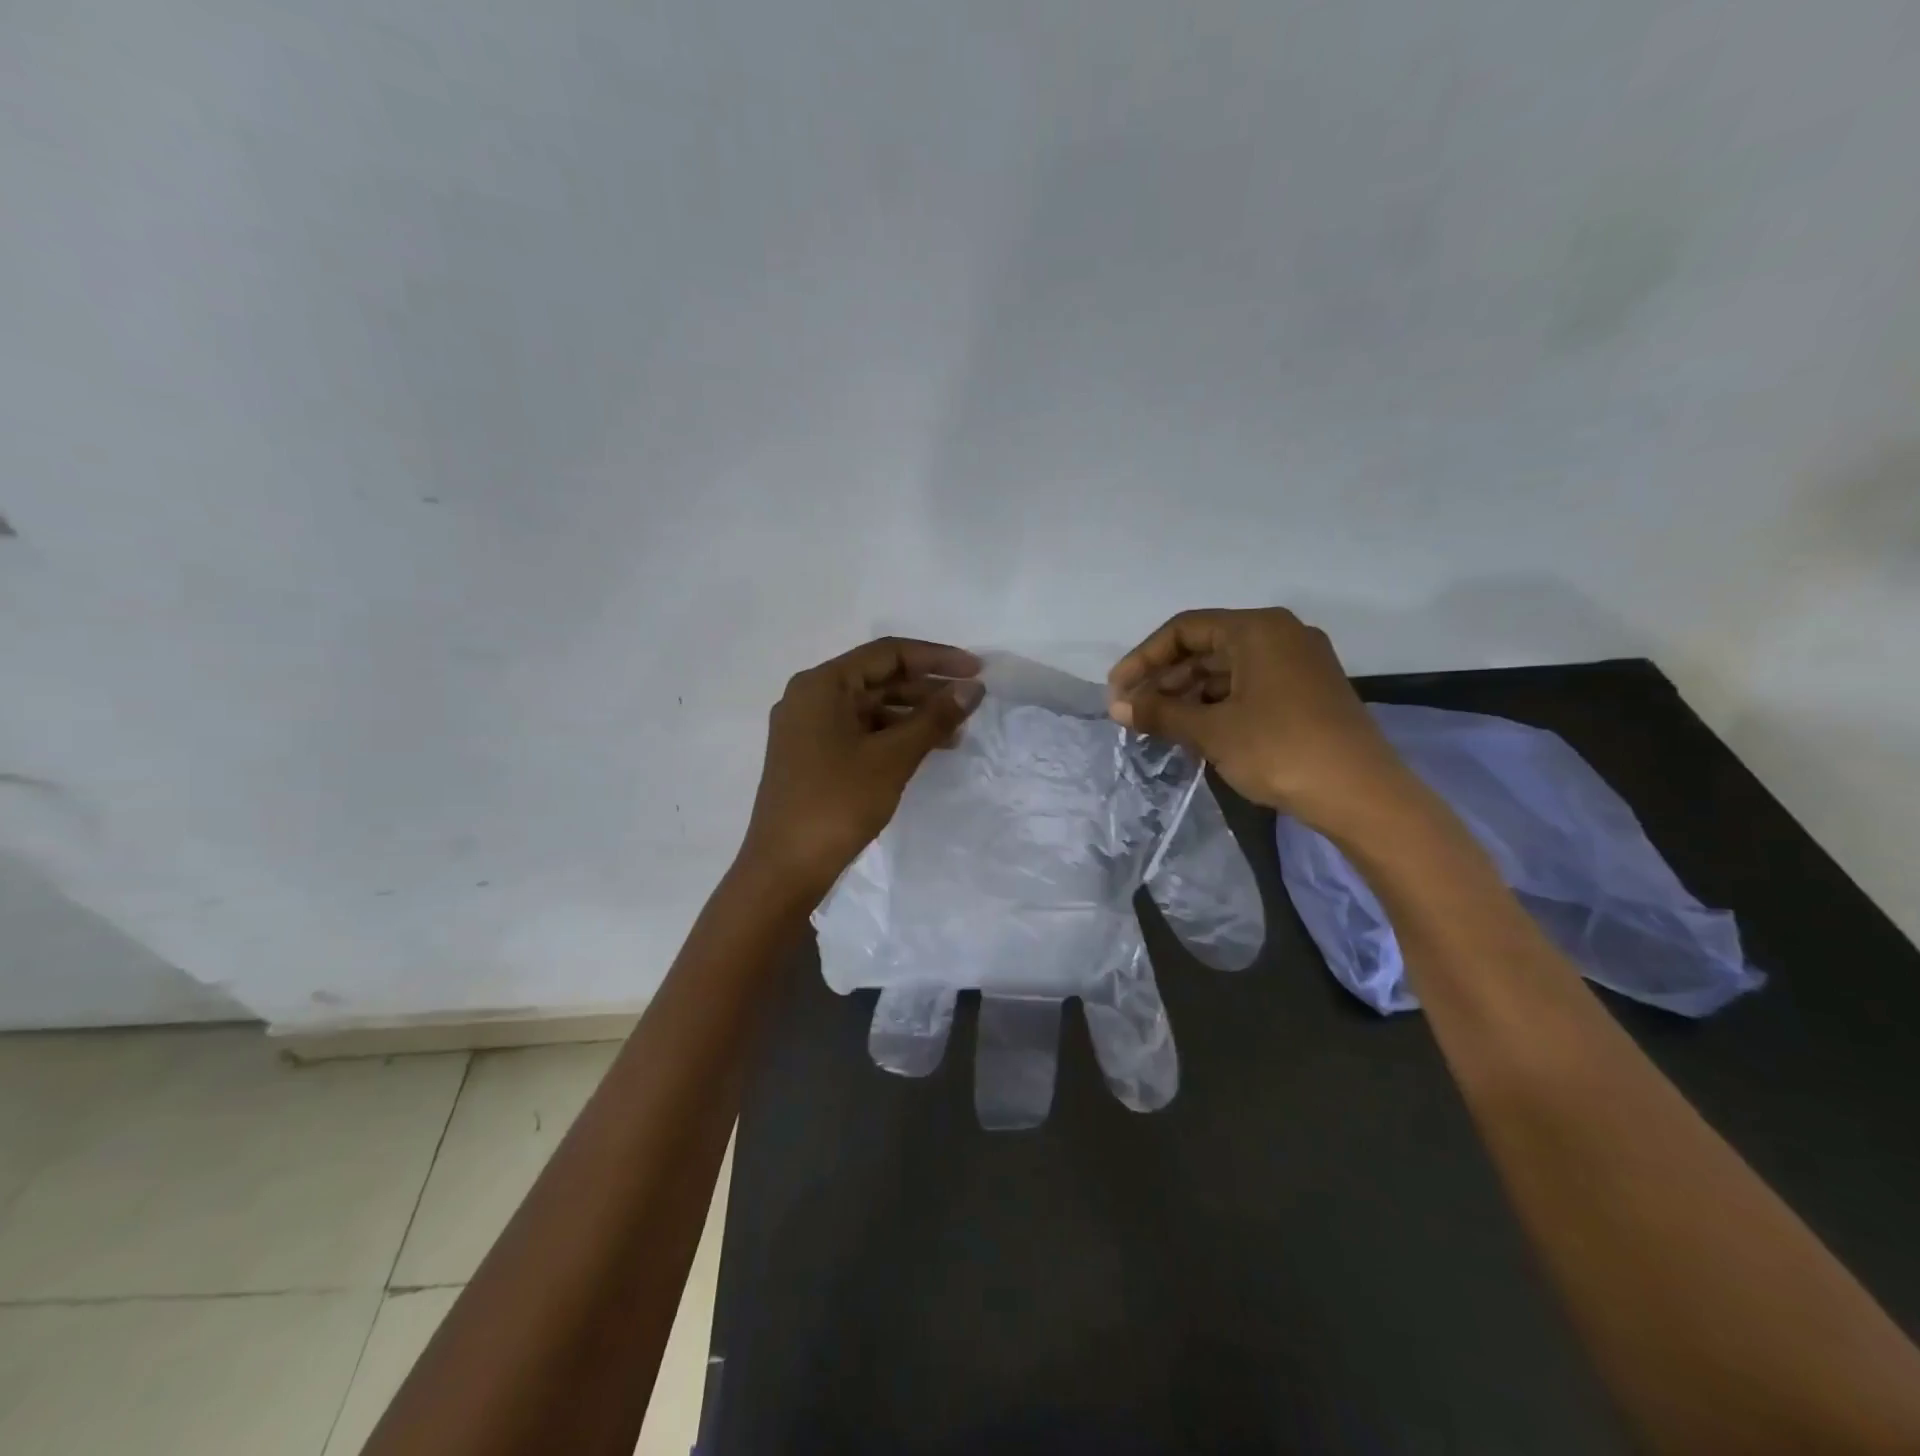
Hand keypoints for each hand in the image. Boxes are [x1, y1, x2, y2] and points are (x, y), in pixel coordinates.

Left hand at [741, 637, 983, 900]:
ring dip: (913, 715)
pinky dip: (892, 736)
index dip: (936, 658)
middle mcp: (810, 697)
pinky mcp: (811, 756)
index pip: (887, 653)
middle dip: (927, 689)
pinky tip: (924, 750)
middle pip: (877, 678)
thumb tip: (973, 688)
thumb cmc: (837, 804)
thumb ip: (934, 717)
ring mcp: (807, 728)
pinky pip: (859, 731)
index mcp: (822, 684)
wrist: (785, 870)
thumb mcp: (892, 757)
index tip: (977, 671)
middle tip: (971, 704)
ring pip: (870, 707)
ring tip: (955, 733)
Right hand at [1107, 607, 1418, 835]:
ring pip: (1227, 669)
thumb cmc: (1281, 750)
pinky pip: (1248, 686)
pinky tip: (1194, 732)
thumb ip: (1160, 713)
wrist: (1362, 795)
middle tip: (1133, 713)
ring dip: (1188, 695)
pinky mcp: (1306, 692)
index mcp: (1257, 629)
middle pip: (1205, 647)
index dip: (1143, 658)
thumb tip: (1115, 707)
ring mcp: (1298, 663)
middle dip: (1164, 680)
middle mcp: (1280, 635)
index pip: (1184, 629)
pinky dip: (1217, 705)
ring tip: (1158, 727)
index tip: (1117, 691)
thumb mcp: (1212, 731)